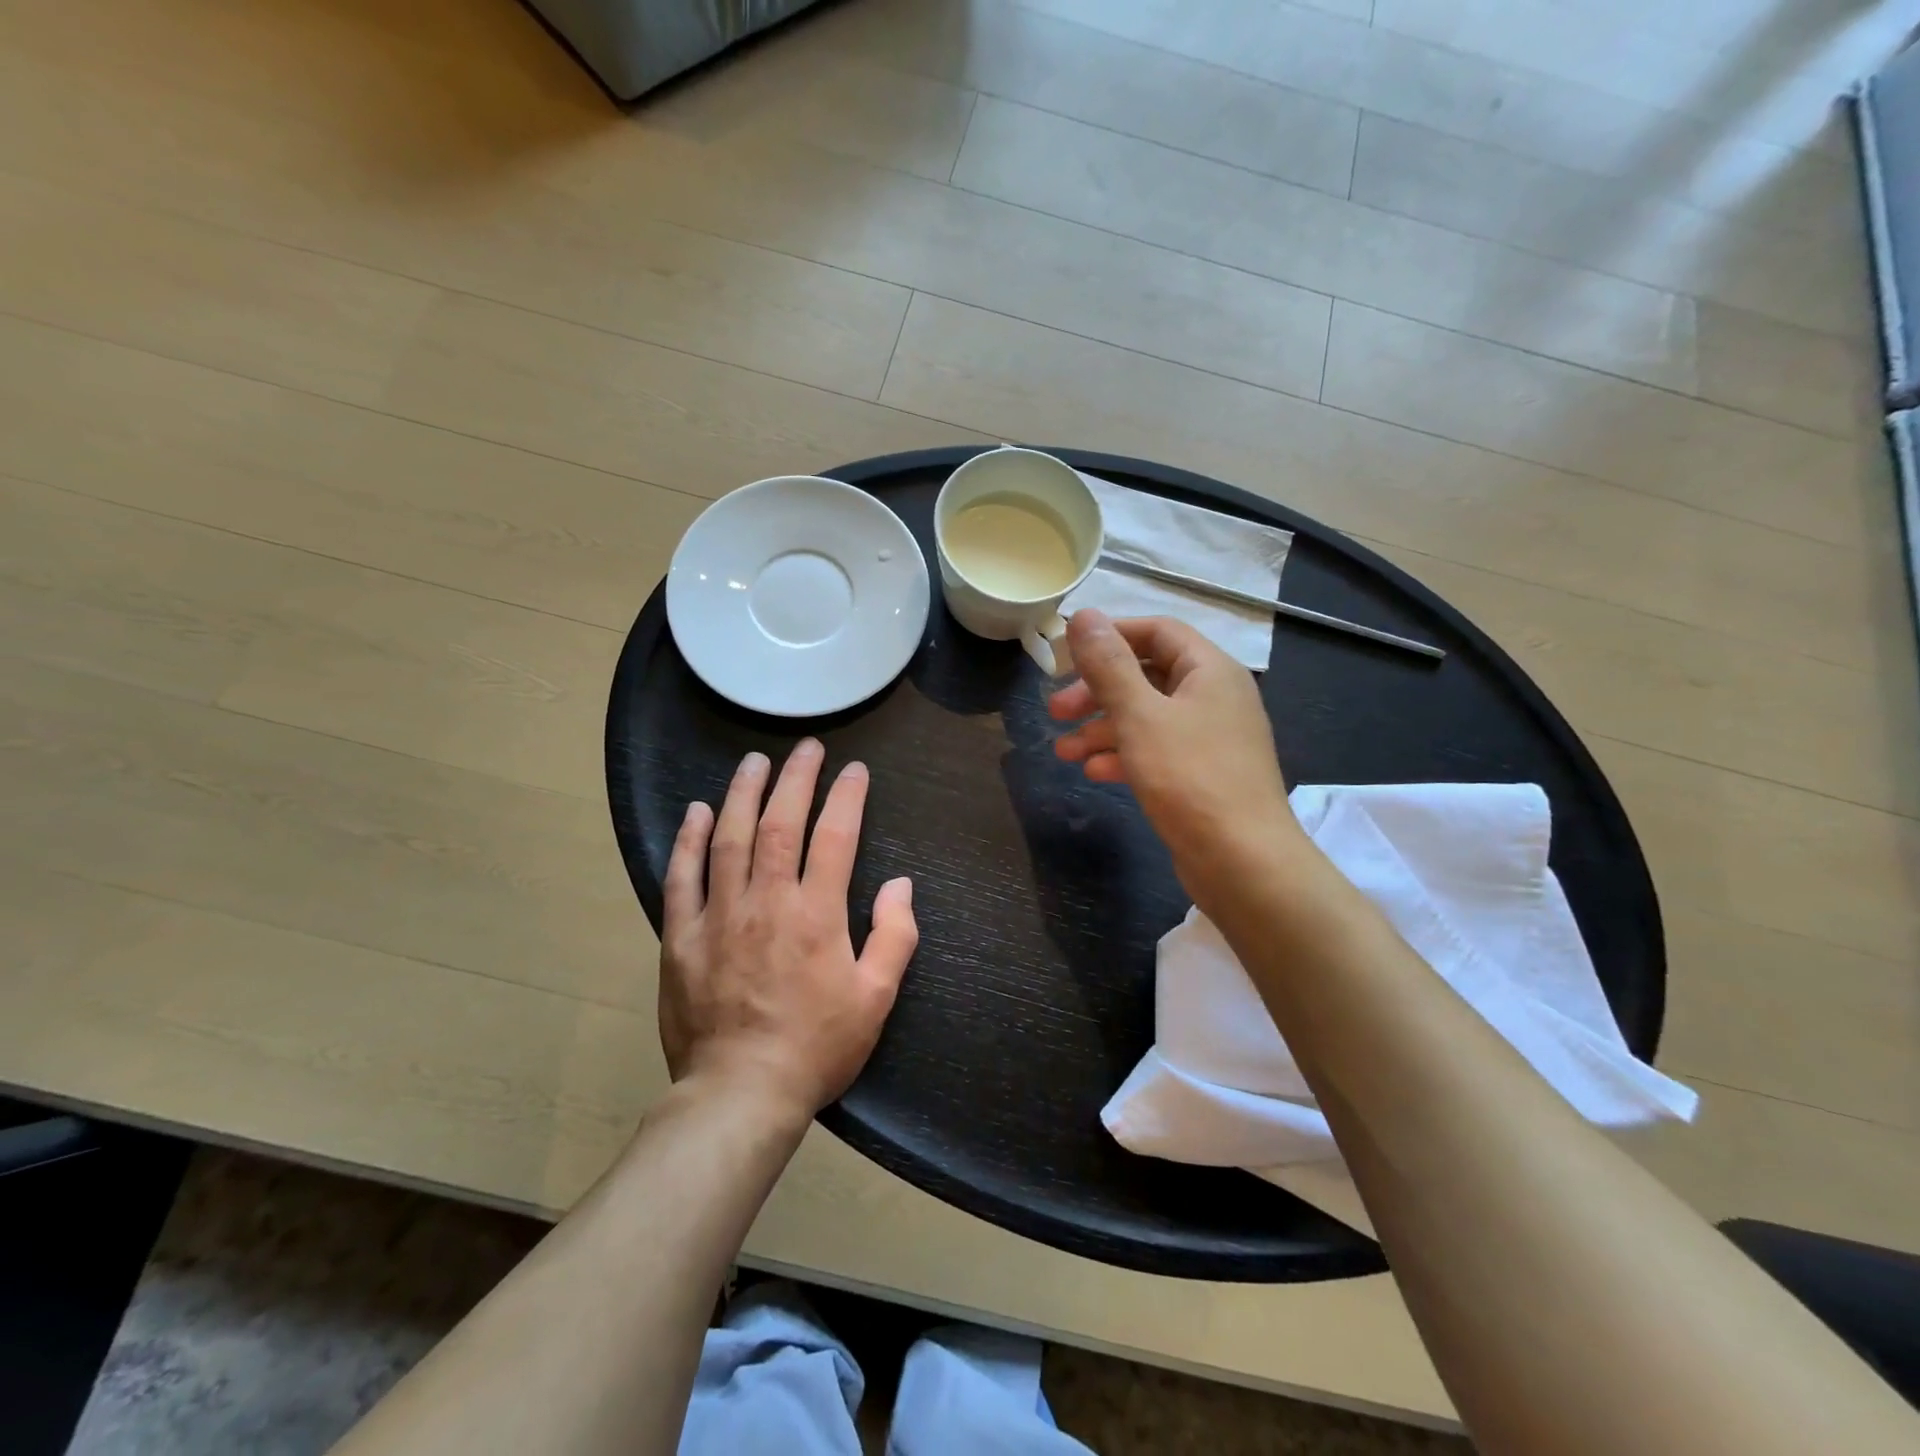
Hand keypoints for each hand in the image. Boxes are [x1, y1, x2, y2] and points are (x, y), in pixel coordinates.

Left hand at [661, 740, 917, 1121]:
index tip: (855, 770)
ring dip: (743, 794)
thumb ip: (894, 937)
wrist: (741, 1094)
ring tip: (754, 761)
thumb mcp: (876, 999)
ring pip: (730, 838)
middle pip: (781, 823)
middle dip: (796, 778)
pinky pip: (682, 877)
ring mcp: (719, 915)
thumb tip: (900, 885)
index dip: (847, 796)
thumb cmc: (816, 1047)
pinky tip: (697, 811)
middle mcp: (767, 901)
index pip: (836, 836)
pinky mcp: (681, 936)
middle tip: (805, 748)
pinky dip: (689, 840)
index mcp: (817, 914)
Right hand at [1050, 610, 1301, 903]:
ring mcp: (1210, 738)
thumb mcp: (1140, 715)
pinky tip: (1093, 772)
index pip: (1157, 631)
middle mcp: (1214, 697)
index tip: (1066, 654)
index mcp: (1209, 670)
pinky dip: (1123, 756)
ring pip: (1146, 718)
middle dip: (1096, 692)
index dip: (1110, 636)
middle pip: (1146, 676)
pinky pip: (1156, 751)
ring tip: (1062, 751)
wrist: (1243, 861)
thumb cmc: (1190, 777)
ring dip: (1101, 729)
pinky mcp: (1201, 775)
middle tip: (1054, 710)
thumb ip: (1109, 665)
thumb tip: (1084, 615)